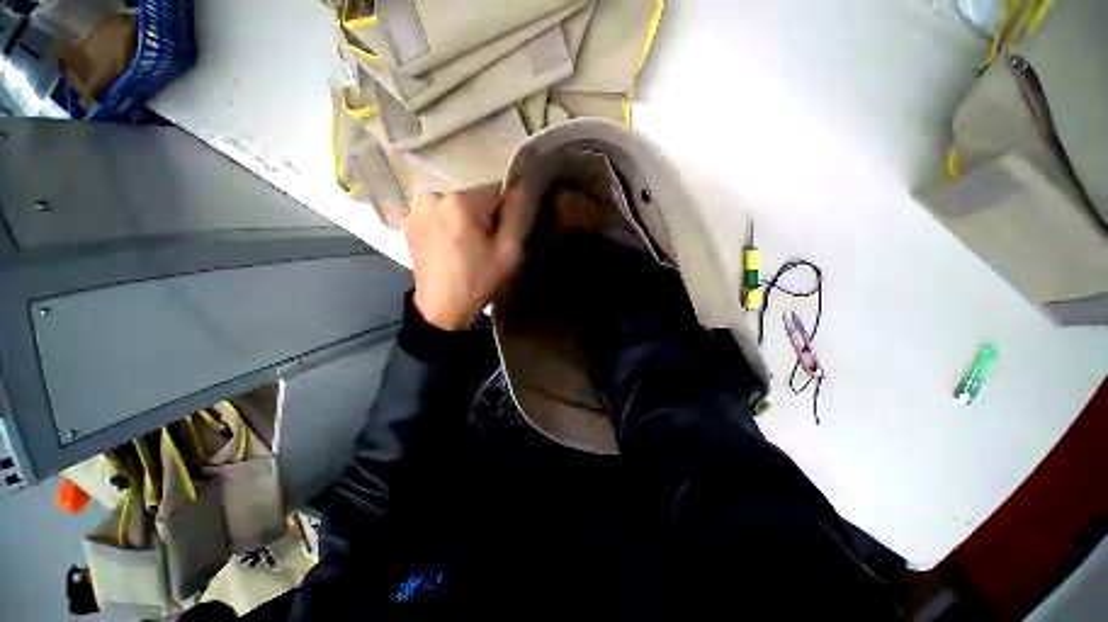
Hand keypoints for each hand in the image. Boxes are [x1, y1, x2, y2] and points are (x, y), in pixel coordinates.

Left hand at [405, 184, 531, 330]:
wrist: (441, 308)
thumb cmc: (478, 281)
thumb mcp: (508, 251)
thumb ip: (518, 214)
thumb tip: (523, 184)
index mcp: (460, 202)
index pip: (496, 191)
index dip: (504, 214)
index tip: (501, 238)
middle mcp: (434, 195)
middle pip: (475, 197)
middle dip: (484, 217)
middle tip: (485, 247)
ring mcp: (417, 208)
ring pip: (458, 205)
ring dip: (466, 220)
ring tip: (466, 248)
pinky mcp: (409, 220)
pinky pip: (441, 213)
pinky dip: (449, 224)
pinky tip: (450, 247)